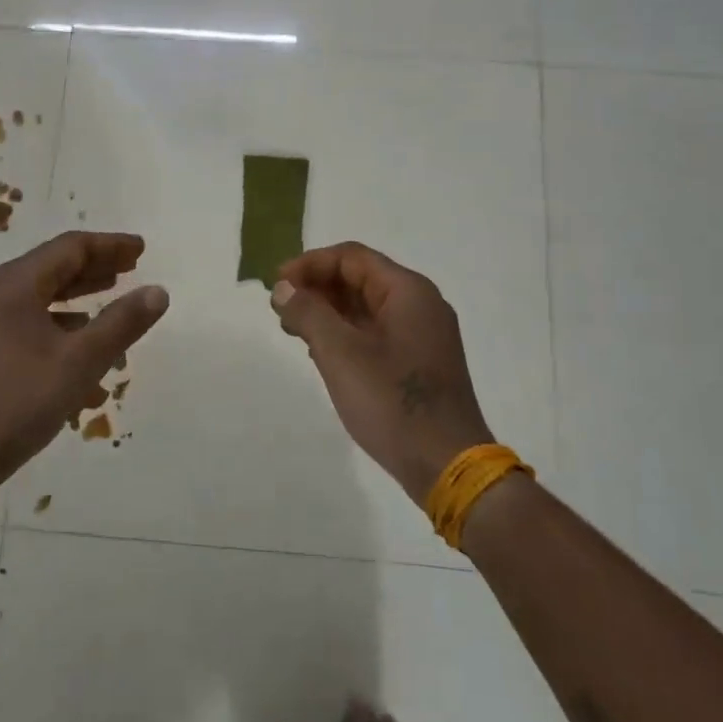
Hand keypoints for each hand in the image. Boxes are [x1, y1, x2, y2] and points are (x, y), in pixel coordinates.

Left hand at [0, 231, 169, 478]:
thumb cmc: (19, 403)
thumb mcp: (80, 362)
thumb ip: (122, 323)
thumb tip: (158, 291)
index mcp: (13, 285)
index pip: (69, 248)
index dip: (109, 245)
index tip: (141, 249)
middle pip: (52, 265)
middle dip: (95, 265)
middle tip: (133, 266)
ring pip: (40, 292)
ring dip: (78, 291)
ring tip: (113, 291)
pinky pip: (28, 318)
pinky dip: (59, 319)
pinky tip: (81, 338)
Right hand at [271, 241, 490, 505]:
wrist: (446, 464)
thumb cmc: (392, 401)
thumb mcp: (340, 353)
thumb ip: (308, 313)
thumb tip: (284, 289)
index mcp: (408, 291)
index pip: (351, 257)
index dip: (309, 265)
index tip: (276, 286)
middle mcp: (420, 305)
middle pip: (360, 279)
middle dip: (317, 288)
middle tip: (280, 309)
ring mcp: (422, 336)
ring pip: (366, 308)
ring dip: (328, 312)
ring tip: (293, 330)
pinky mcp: (419, 363)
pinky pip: (376, 333)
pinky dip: (345, 334)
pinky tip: (321, 353)